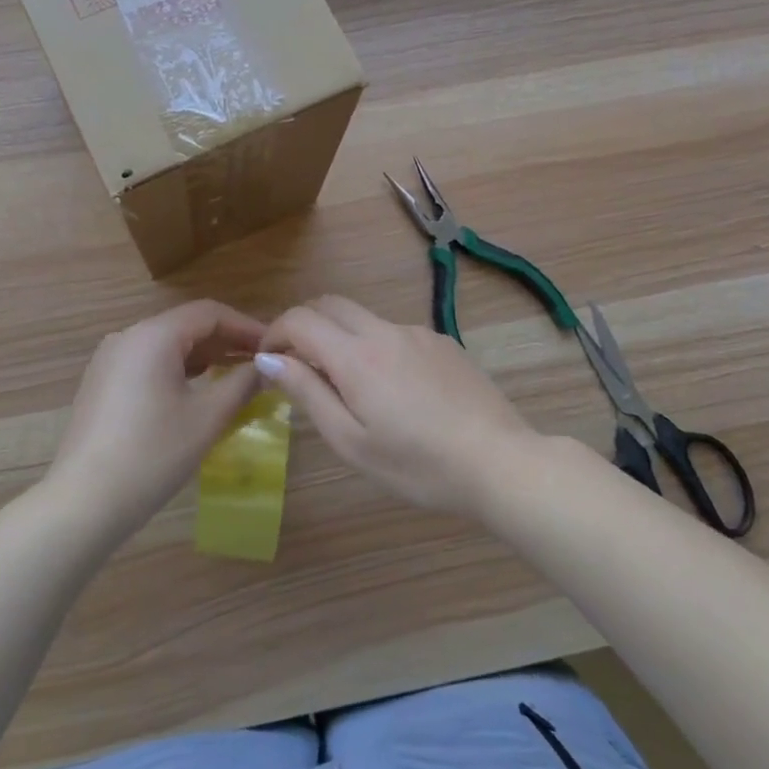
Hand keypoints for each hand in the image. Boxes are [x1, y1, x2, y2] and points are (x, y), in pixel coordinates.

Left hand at [44, 300, 266, 538]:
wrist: (84, 502)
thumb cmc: (153, 454)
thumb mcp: (207, 418)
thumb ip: (242, 384)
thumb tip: (266, 366)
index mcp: (153, 335)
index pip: (209, 313)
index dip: (245, 325)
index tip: (273, 346)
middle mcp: (128, 337)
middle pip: (186, 325)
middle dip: (225, 341)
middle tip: (260, 363)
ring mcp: (109, 360)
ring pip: (166, 345)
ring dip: (203, 356)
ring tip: (235, 377)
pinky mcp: (100, 383)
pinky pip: (147, 363)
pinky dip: (177, 370)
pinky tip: (196, 391)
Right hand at [257, 296, 541, 515]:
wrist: (500, 462)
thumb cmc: (417, 464)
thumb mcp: (351, 440)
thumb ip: (307, 393)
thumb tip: (268, 358)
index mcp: (356, 355)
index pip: (300, 319)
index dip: (275, 333)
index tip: (267, 360)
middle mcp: (385, 330)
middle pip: (330, 304)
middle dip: (304, 325)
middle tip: (299, 365)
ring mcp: (418, 333)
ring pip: (364, 318)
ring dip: (341, 337)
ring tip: (349, 387)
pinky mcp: (444, 343)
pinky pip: (395, 333)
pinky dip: (375, 347)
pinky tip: (395, 391)